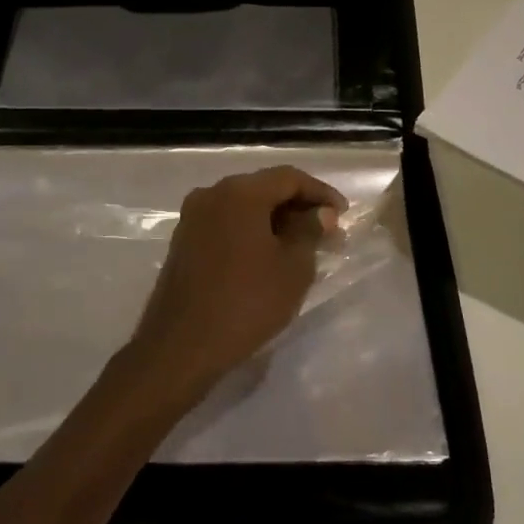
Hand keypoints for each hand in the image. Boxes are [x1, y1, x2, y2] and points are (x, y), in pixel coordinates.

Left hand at [123, 165, 347, 407]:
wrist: (181, 346)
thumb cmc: (246, 302)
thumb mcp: (293, 268)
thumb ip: (309, 232)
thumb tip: (319, 214)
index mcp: (240, 192)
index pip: (289, 178)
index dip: (321, 193)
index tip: (343, 214)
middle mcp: (212, 194)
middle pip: (264, 188)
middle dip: (298, 207)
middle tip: (327, 232)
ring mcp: (193, 217)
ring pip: (244, 207)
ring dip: (275, 221)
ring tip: (302, 246)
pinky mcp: (184, 241)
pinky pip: (227, 224)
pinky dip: (251, 232)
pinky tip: (269, 256)